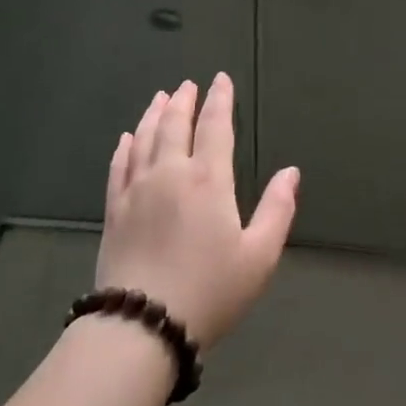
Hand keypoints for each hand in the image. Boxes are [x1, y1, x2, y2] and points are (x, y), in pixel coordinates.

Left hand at [97, 74, 298, 348]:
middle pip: (175, 124)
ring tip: (160, 98)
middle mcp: (170, 173)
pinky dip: (126, 146)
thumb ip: (277, 210)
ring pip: (145, 139)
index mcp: (208, 180)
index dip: (219, 100)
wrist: (143, 326)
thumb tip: (291, 172)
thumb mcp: (259, 256)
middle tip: (188, 85)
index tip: (220, 80)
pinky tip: (128, 138)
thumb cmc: (210, 290)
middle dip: (183, 101)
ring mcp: (137, 190)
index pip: (215, 127)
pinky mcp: (114, 210)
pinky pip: (119, 166)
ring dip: (154, 114)